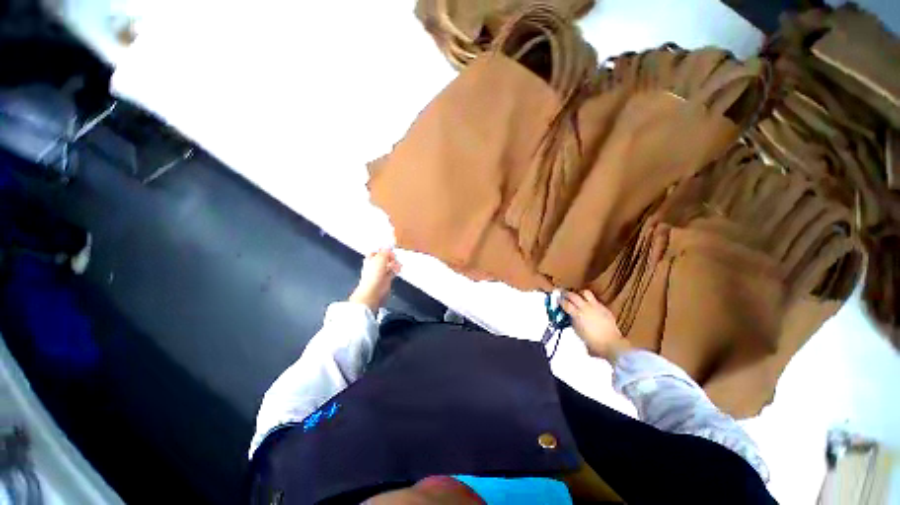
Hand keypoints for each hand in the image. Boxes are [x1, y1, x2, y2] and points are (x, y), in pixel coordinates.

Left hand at [349, 248, 401, 312]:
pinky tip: (397, 269)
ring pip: (390, 264)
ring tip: (396, 265)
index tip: (390, 249)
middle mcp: (375, 265)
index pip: (377, 251)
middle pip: (385, 258)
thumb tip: (388, 247)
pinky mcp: (386, 279)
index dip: (383, 250)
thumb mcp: (380, 258)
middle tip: (393, 257)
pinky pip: (393, 271)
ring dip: (394, 264)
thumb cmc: (372, 276)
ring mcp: (381, 272)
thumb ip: (385, 252)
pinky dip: (396, 270)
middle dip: (391, 257)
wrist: (374, 291)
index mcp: (370, 259)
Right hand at [561, 290, 629, 360]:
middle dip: (566, 294)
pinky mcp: (604, 308)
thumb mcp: (577, 331)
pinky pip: (595, 300)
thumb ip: (572, 321)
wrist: (611, 344)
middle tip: (563, 294)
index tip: (557, 299)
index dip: (560, 301)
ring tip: (577, 296)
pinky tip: (589, 306)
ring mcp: (596, 306)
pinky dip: (590, 301)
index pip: (565, 304)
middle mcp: (586, 308)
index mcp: (578, 315)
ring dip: (579, 294)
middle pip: (573, 295)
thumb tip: (570, 316)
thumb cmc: (593, 342)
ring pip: (585, 293)